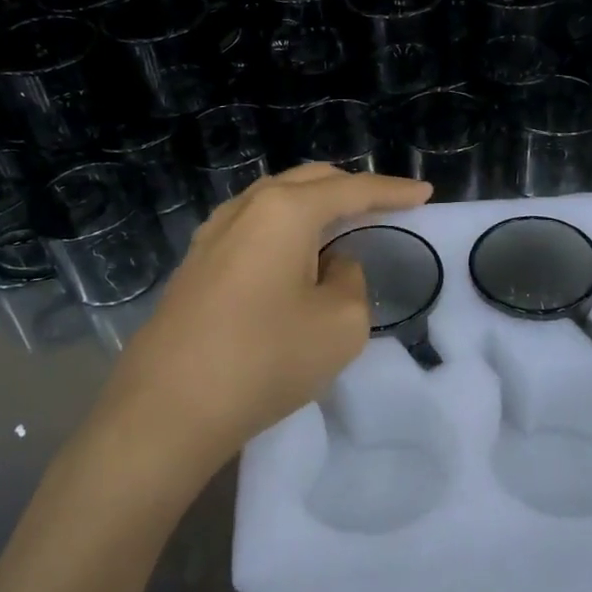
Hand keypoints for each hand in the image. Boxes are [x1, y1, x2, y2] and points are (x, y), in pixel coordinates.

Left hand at [93, 164, 432, 474]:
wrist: (167, 410)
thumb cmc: (264, 359)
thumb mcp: (340, 323)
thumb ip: (351, 279)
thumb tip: (331, 265)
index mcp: (286, 211)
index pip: (352, 190)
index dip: (393, 190)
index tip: (425, 192)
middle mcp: (246, 208)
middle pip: (309, 180)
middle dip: (352, 187)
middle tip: (385, 203)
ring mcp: (213, 234)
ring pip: (275, 199)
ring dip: (314, 203)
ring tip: (342, 221)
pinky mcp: (196, 264)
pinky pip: (253, 225)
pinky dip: (285, 226)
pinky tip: (292, 250)